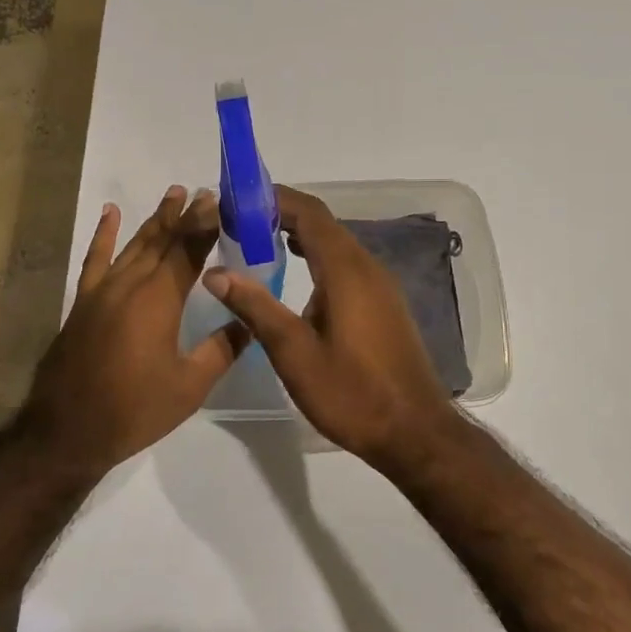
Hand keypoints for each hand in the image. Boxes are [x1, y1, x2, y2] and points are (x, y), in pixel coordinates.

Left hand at [24, 186, 248, 472]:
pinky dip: (103, 234)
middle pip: (162, 241)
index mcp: (159, 300)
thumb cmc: (134, 410)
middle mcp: (130, 285)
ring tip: (173, 195)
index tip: (220, 201)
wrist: (67, 430)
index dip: (205, 225)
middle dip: (184, 216)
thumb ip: (221, 350)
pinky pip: (95, 259)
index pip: (188, 251)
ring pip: (133, 244)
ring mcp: (102, 290)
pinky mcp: (83, 301)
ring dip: (154, 219)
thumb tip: (248, 322)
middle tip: (203, 192)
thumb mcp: (189, 387)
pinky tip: (110, 214)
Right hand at [203, 185, 458, 471]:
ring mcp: (380, 285)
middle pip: (323, 223)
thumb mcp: (294, 353)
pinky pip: (346, 263)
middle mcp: (367, 267)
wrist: (415, 432)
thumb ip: (255, 308)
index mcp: (346, 271)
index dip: (273, 198)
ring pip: (336, 243)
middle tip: (238, 220)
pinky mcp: (384, 303)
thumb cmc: (352, 393)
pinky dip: (317, 255)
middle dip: (281, 213)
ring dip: (300, 234)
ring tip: (258, 240)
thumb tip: (216, 273)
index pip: (309, 213)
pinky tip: (297, 273)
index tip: (237, 199)